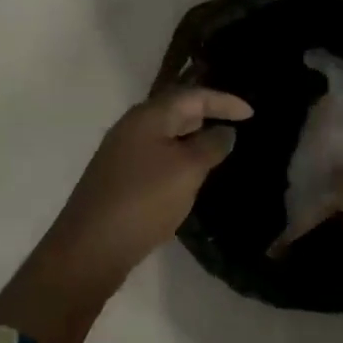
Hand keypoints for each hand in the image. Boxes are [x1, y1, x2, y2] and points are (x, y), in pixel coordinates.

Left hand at [54, 86, 253, 283]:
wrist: (90, 247)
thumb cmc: (143, 200)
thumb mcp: (187, 170)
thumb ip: (210, 146)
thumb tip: (224, 131)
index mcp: (148, 116)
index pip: (192, 95)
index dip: (223, 101)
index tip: (251, 113)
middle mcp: (132, 127)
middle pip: (175, 109)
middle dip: (206, 113)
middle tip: (236, 123)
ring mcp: (122, 153)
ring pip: (165, 134)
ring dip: (192, 136)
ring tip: (218, 146)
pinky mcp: (119, 178)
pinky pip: (157, 155)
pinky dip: (179, 156)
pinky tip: (189, 174)